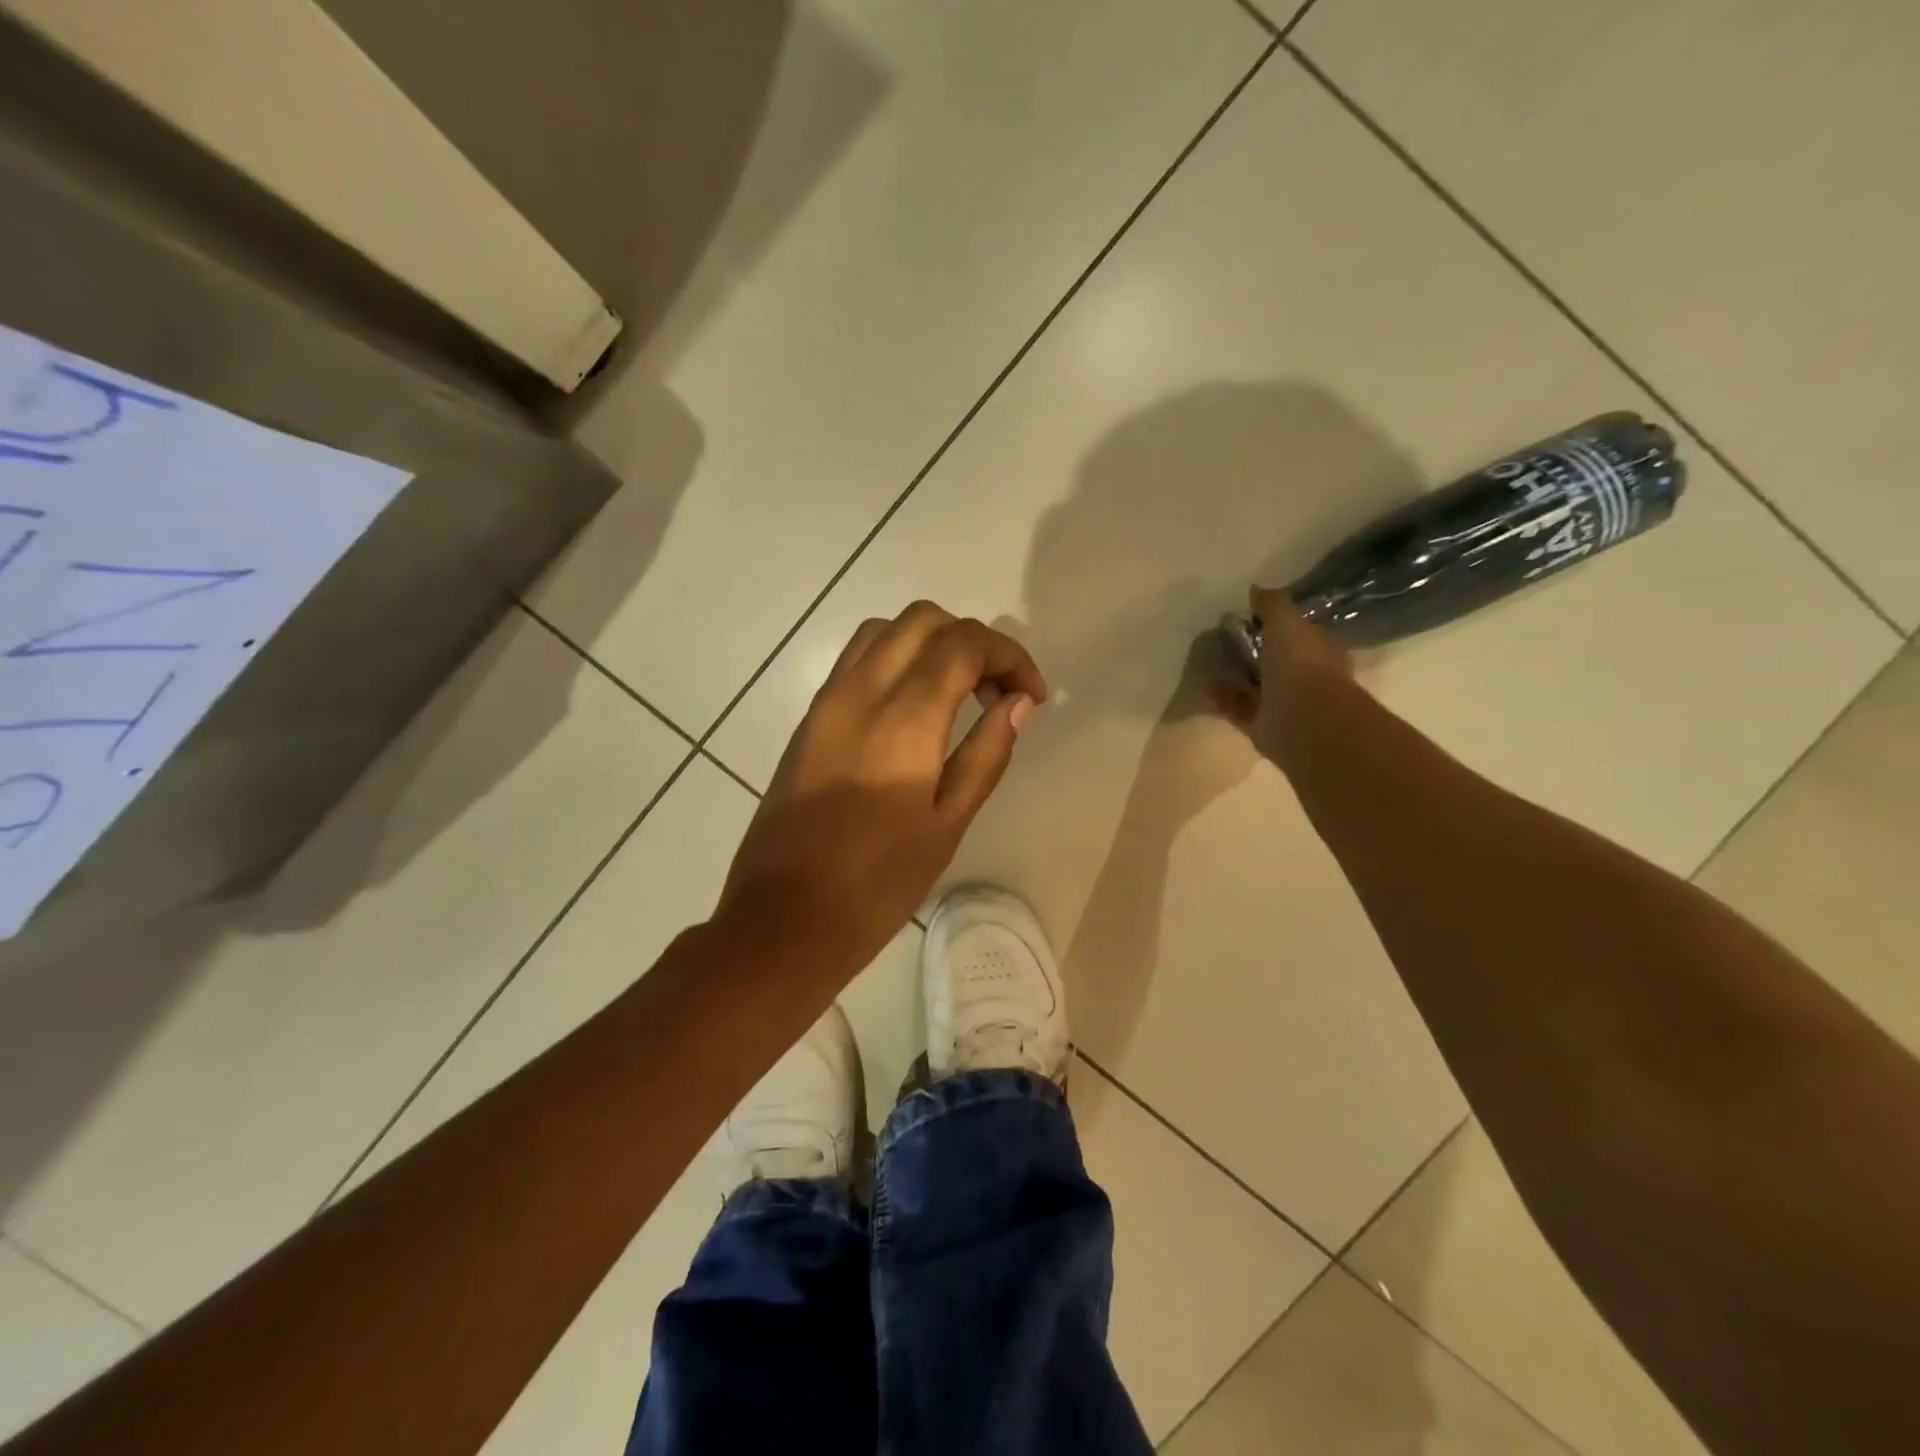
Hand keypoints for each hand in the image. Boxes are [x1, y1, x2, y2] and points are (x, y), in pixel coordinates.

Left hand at [717, 602, 1047, 972]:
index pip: (964, 644)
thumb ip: (986, 753)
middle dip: (972, 641)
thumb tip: (1016, 702)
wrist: (783, 920)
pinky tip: (913, 709)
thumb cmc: (877, 885)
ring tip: (958, 694)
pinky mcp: (808, 719)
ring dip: (931, 643)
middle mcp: (860, 691)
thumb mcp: (947, 824)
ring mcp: (826, 701)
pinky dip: (896, 659)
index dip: (1010, 656)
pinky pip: (856, 660)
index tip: (1032, 696)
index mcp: (903, 718)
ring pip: (884, 630)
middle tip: (997, 691)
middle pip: (923, 619)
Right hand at [1209, 585, 1351, 766]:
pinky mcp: (1263, 726)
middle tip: (1223, 640)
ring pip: (1255, 686)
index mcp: (1318, 650)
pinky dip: (1223, 699)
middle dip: (1252, 652)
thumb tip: (1256, 589)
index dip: (1274, 624)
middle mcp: (1304, 677)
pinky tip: (1205, 687)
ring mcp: (1284, 704)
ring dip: (1234, 676)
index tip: (1248, 617)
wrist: (1304, 721)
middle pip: (1274, 660)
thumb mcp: (1286, 623)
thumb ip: (1272, 605)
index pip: (1297, 632)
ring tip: (1209, 663)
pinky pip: (1239, 709)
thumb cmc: (1302, 665)